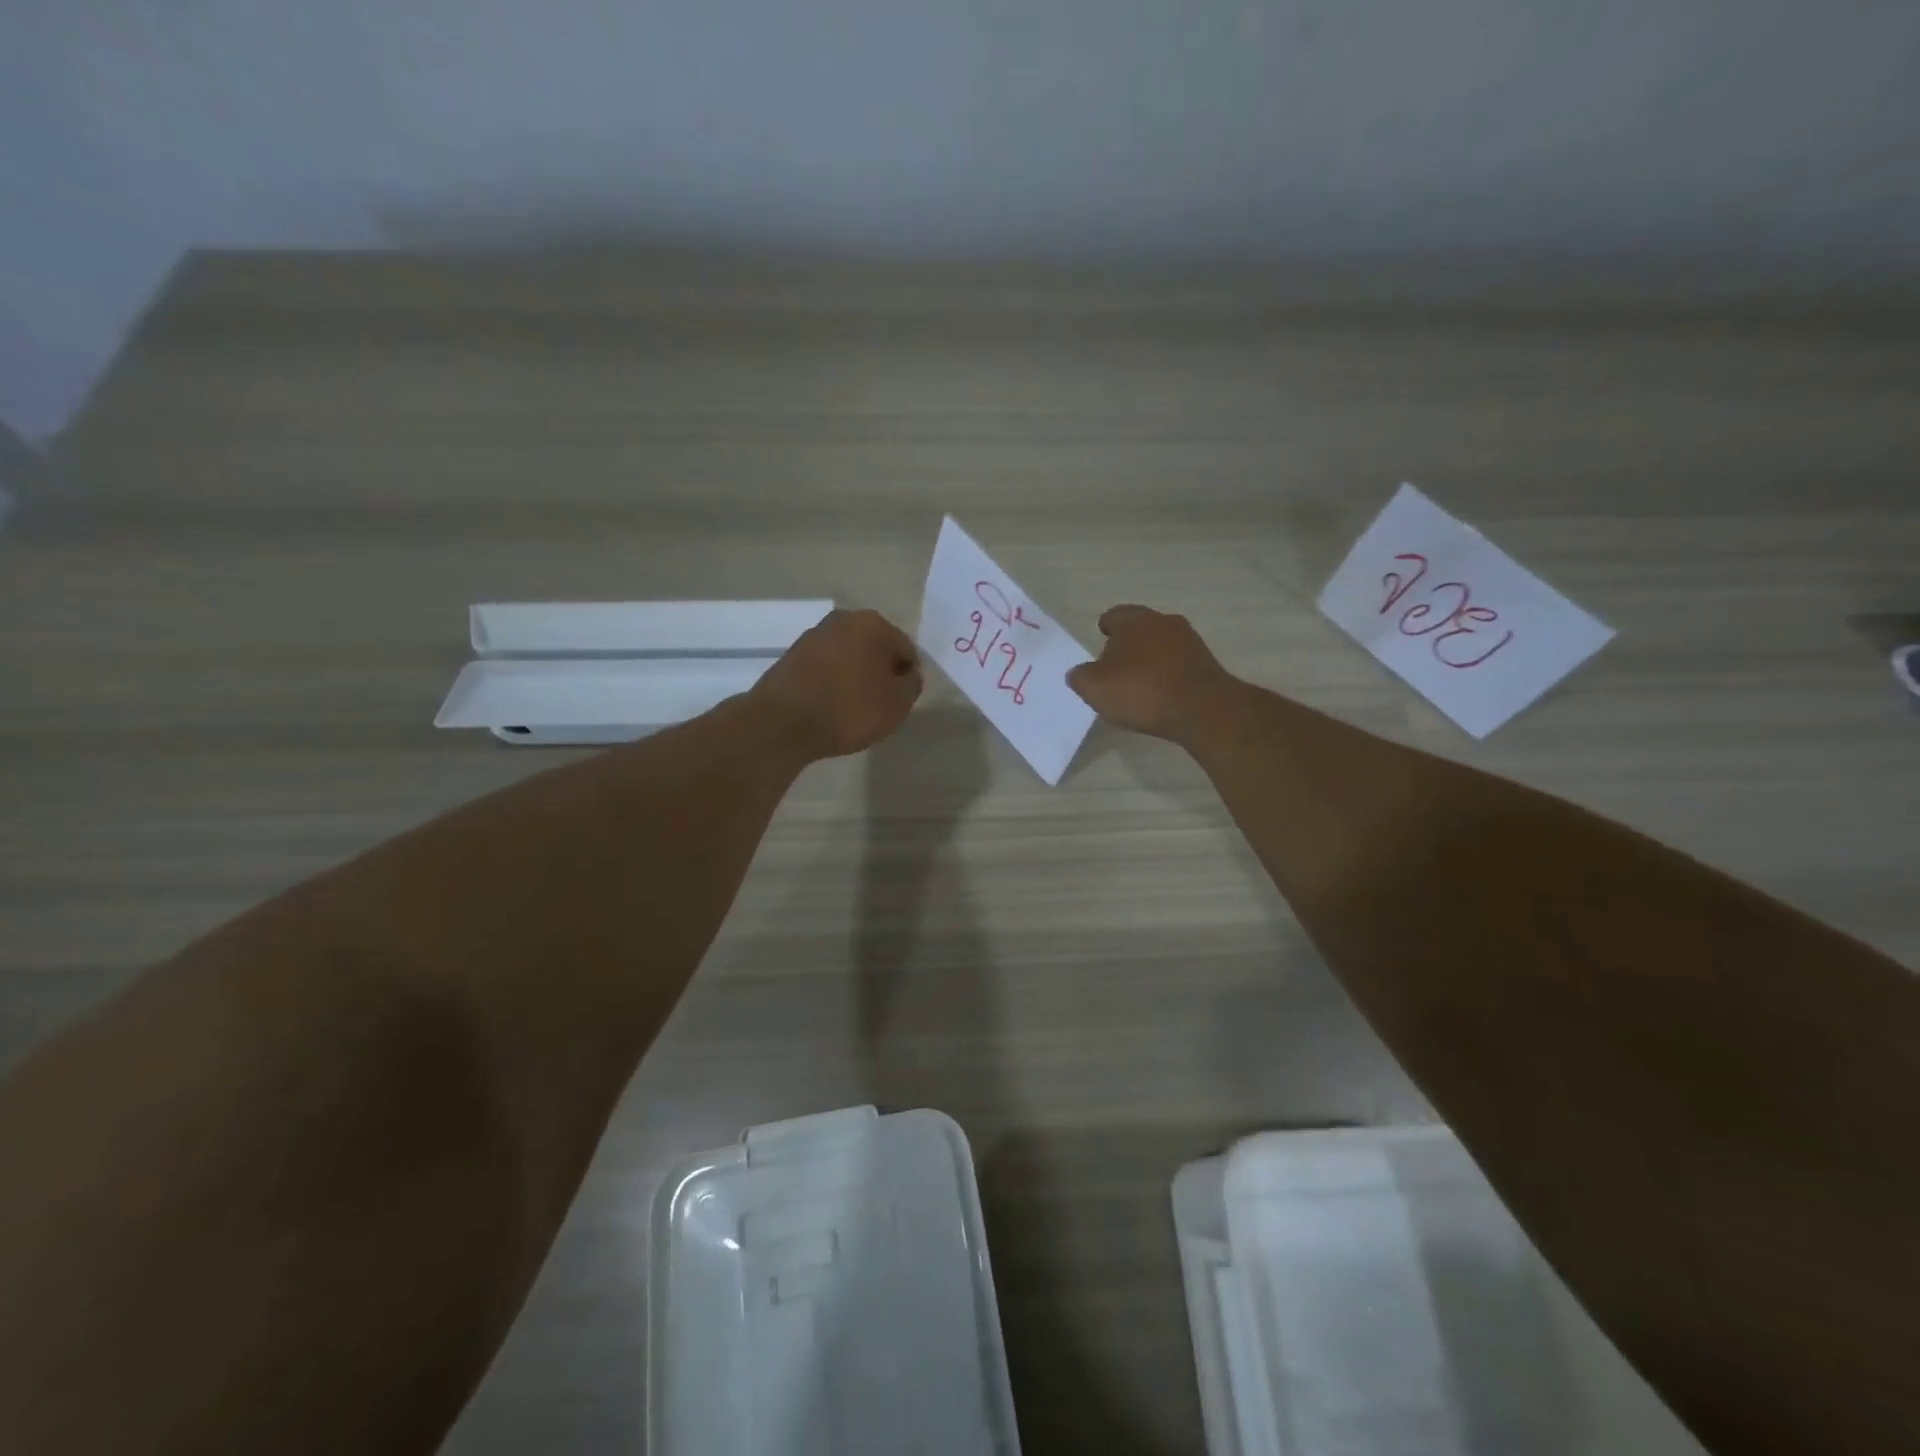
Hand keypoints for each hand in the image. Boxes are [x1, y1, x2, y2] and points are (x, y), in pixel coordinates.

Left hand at [749, 608, 922, 758]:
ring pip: (848, 657)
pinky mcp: (791, 656)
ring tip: (853, 709)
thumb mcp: (898, 704)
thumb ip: (911, 685)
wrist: (784, 723)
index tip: (901, 701)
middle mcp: (843, 620)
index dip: (908, 677)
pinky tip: (830, 707)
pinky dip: (832, 683)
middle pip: (875, 649)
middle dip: (880, 673)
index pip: (906, 650)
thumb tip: (907, 675)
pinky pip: (825, 669)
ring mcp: (813, 636)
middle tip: (879, 705)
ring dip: (855, 677)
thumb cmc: (850, 708)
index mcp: (873, 623)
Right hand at [1066, 605, 1239, 745]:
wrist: (1202, 710)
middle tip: (1115, 668)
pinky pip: (1178, 665)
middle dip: (1128, 645)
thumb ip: (1080, 676)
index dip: (1105, 629)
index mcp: (1134, 620)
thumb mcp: (1094, 687)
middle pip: (1140, 629)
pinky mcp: (1207, 664)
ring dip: (1150, 660)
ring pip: (1161, 646)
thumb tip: (1080, 673)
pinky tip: (1161, 696)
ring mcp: (1190, 642)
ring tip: (1138, 685)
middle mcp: (1164, 622)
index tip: (1101, 641)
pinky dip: (1168, 675)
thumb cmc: (1141, 691)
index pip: (1114, 616)